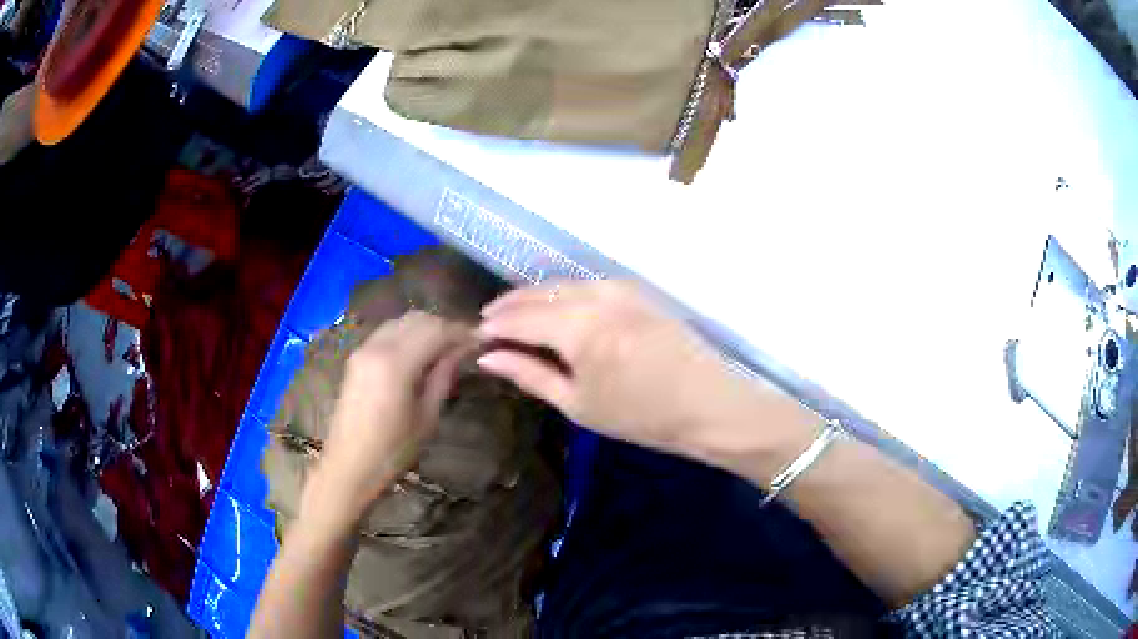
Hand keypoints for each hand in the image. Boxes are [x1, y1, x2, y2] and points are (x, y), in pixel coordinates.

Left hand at [301, 311, 472, 527]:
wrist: (348, 467)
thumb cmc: (391, 452)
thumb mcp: (426, 418)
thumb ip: (443, 378)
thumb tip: (461, 351)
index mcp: (396, 363)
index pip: (436, 330)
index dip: (461, 331)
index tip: (481, 340)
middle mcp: (377, 347)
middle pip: (418, 319)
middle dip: (445, 326)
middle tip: (466, 345)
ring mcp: (363, 350)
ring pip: (401, 322)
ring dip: (426, 329)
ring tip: (446, 350)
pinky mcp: (357, 358)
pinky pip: (388, 333)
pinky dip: (408, 335)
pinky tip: (421, 354)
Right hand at [477, 281, 816, 472]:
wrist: (708, 404)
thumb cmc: (641, 416)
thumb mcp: (578, 404)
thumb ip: (529, 374)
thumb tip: (487, 357)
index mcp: (577, 327)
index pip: (519, 318)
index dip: (493, 327)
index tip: (474, 337)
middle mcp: (594, 295)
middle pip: (538, 293)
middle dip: (509, 306)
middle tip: (488, 323)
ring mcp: (618, 287)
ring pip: (561, 284)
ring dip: (534, 296)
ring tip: (514, 315)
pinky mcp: (635, 290)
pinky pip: (585, 284)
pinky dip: (562, 293)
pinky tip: (555, 307)